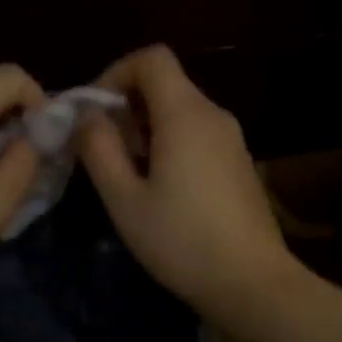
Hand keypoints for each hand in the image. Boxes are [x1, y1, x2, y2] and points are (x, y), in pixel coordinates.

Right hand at [76, 45, 296, 325]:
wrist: (253, 283)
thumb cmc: (182, 241)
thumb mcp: (125, 200)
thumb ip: (100, 149)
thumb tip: (88, 116)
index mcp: (185, 114)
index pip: (152, 58)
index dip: (116, 73)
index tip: (95, 113)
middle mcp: (214, 115)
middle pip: (166, 84)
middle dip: (127, 106)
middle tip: (106, 152)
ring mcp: (232, 139)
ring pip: (181, 111)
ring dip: (147, 128)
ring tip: (129, 176)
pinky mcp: (240, 163)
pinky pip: (198, 134)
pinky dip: (171, 144)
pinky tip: (162, 189)